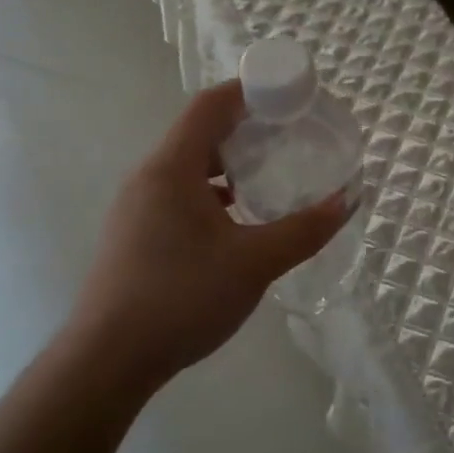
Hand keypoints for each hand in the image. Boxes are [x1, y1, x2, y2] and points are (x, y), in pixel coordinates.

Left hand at [66, 81, 349, 392]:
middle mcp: (148, 177)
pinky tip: (235, 219)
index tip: (287, 96)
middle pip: (199, 132)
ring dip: (227, 163)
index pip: (210, 105)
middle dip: (245, 127)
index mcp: (172, 168)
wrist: (106, 362)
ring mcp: (136, 207)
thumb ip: (304, 230)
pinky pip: (177, 193)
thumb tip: (347, 201)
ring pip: (187, 166)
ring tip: (267, 175)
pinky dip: (210, 191)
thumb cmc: (181, 298)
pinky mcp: (133, 234)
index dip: (248, 90)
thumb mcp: (254, 263)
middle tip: (288, 136)